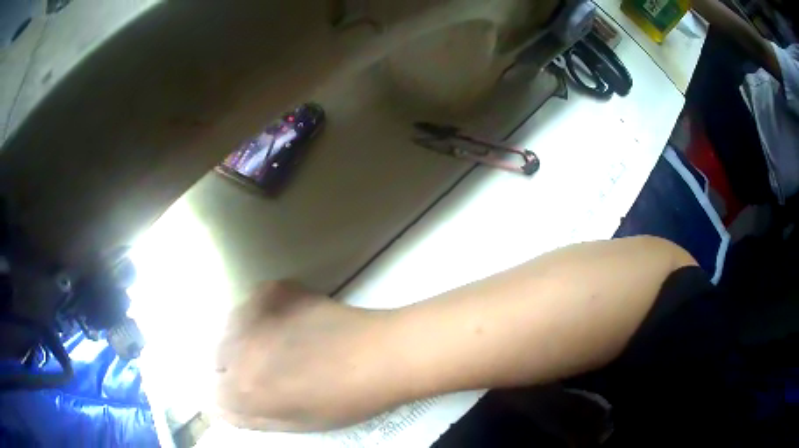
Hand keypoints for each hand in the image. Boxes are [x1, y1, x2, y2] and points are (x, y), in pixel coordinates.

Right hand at [214, 281, 399, 431]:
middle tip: (274, 369)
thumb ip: (252, 418)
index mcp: (244, 389)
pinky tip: (294, 319)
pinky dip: (264, 313)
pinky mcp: (271, 289)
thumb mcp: (296, 423)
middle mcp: (237, 350)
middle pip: (219, 359)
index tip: (255, 394)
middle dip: (238, 367)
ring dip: (248, 339)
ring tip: (285, 342)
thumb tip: (220, 409)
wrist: (379, 355)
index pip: (215, 394)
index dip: (235, 396)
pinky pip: (254, 304)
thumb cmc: (344, 400)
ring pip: (232, 329)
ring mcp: (252, 314)